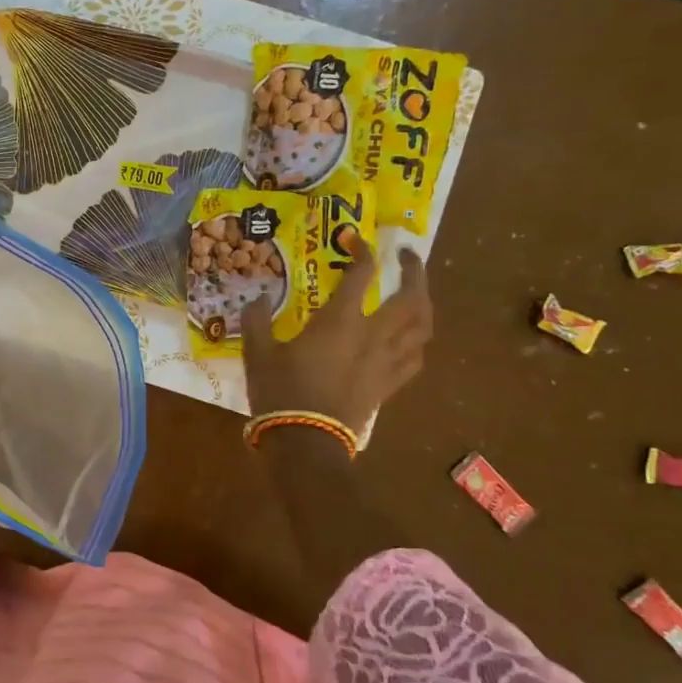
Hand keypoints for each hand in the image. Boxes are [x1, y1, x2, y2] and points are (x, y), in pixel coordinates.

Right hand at [240, 237, 430, 438]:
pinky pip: (414, 358)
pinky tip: (410, 338)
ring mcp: (385, 362)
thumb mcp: (258, 352)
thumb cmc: (281, 392)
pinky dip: (417, 341)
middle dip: (414, 271)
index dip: (361, 250)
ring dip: (424, 304)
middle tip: (406, 257)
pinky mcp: (387, 386)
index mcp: (340, 321)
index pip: (361, 273)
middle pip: (412, 297)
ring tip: (417, 293)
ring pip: (423, 327)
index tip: (355, 239)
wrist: (305, 443)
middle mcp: (372, 335)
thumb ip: (257, 320)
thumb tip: (257, 299)